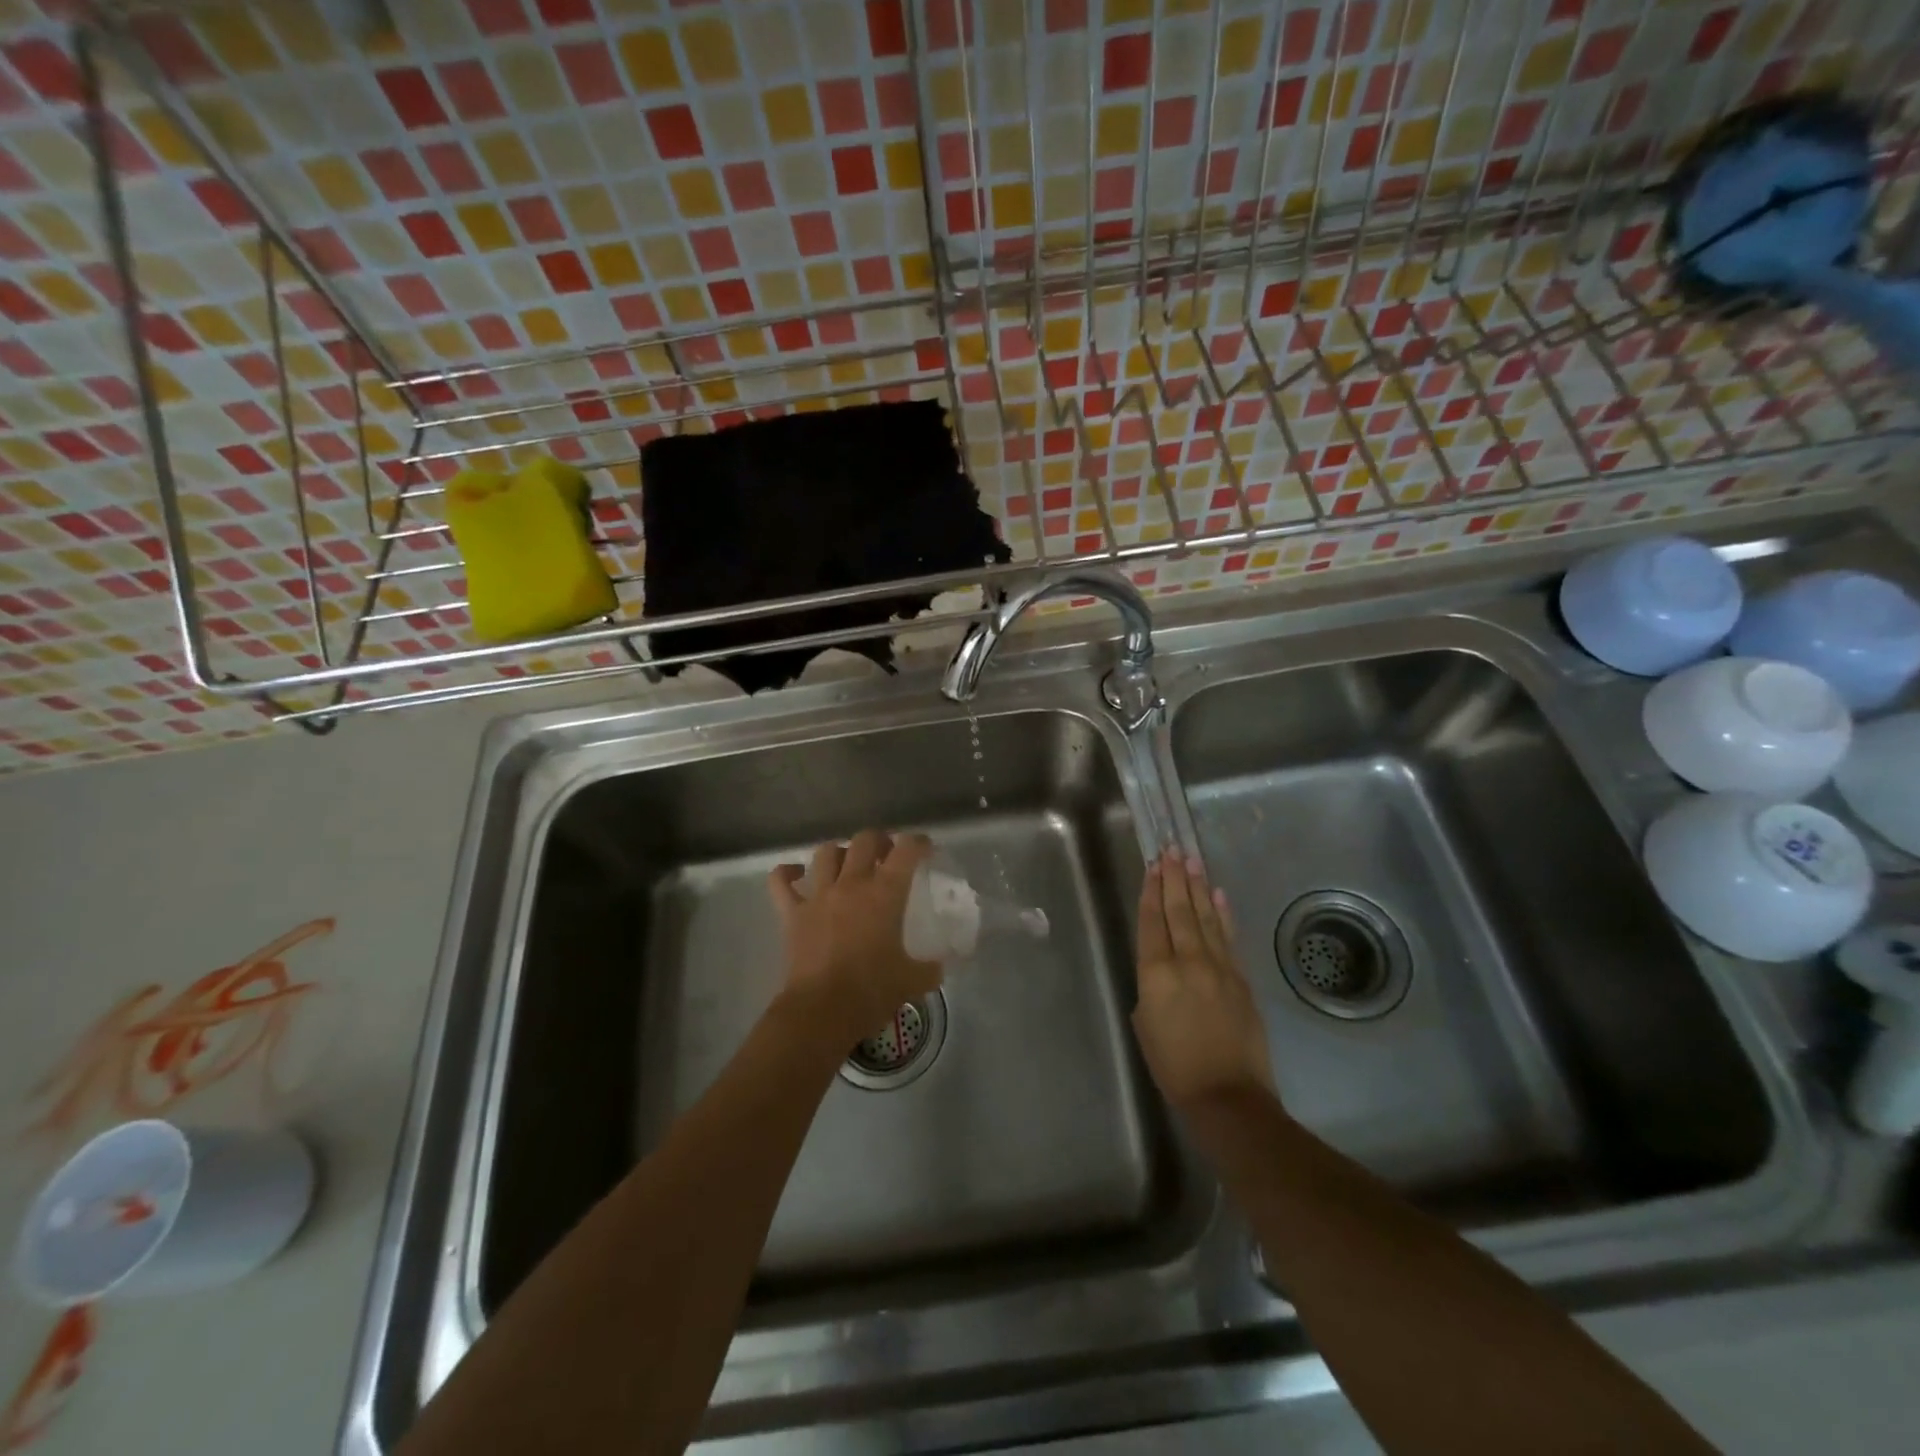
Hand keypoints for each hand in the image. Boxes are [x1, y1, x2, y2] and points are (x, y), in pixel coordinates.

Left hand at [768, 831, 940, 1047]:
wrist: (821, 1012)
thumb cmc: (871, 991)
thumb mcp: (913, 980)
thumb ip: (930, 968)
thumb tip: (939, 967)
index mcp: (885, 893)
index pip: (907, 850)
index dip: (919, 843)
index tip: (926, 849)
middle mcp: (851, 883)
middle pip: (864, 840)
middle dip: (879, 841)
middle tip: (887, 856)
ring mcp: (818, 895)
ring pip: (826, 853)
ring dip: (840, 852)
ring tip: (848, 864)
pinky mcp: (792, 913)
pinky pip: (781, 881)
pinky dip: (787, 873)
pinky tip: (796, 875)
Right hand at [1132, 846, 1276, 1110]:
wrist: (1226, 1095)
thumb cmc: (1173, 1066)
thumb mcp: (1145, 1024)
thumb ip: (1151, 988)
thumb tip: (1163, 971)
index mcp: (1156, 973)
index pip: (1152, 922)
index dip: (1151, 892)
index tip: (1153, 866)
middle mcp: (1187, 961)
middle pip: (1179, 911)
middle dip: (1174, 879)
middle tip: (1172, 850)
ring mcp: (1218, 967)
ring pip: (1205, 918)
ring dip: (1197, 887)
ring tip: (1192, 860)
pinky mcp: (1241, 979)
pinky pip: (1228, 937)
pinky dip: (1222, 914)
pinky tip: (1217, 895)